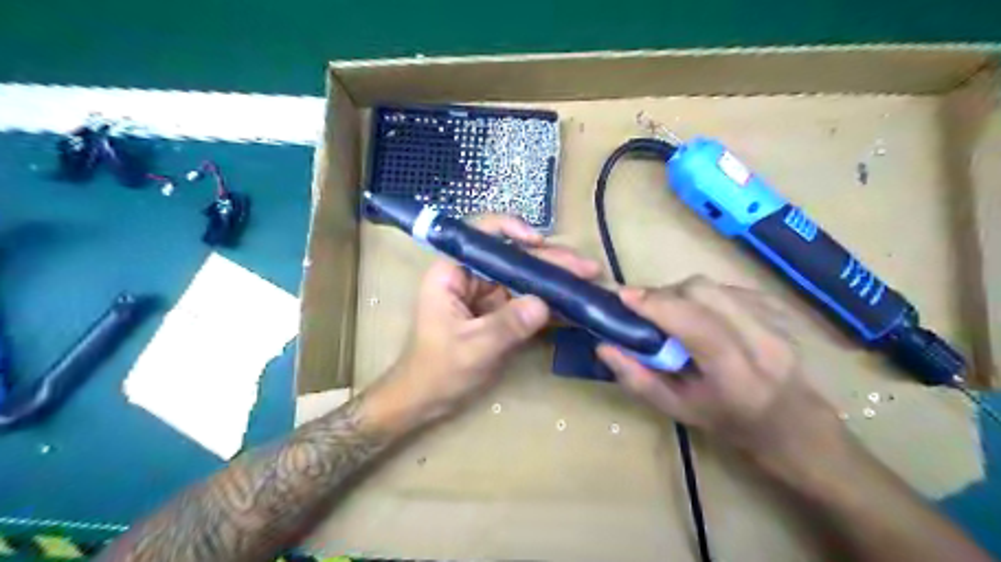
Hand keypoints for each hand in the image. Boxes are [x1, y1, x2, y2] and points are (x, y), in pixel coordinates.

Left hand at [386, 215, 596, 425]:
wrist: (426, 401)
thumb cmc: (436, 371)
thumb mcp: (472, 348)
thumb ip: (506, 325)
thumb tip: (544, 304)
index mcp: (452, 274)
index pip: (479, 236)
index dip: (510, 230)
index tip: (540, 242)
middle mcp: (471, 278)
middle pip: (512, 258)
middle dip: (548, 261)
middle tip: (586, 268)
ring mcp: (487, 297)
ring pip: (524, 279)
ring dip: (555, 280)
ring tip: (590, 280)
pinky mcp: (500, 315)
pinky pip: (527, 303)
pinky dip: (550, 304)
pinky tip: (575, 305)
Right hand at [597, 275, 837, 458]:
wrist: (795, 423)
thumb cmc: (731, 423)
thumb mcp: (679, 410)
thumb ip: (638, 379)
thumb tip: (604, 345)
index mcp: (737, 375)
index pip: (696, 325)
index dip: (657, 304)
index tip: (624, 296)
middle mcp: (762, 341)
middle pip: (703, 292)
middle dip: (665, 293)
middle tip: (645, 308)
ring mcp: (776, 321)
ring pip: (714, 286)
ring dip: (682, 293)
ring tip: (671, 312)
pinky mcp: (778, 309)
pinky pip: (728, 287)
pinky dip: (703, 295)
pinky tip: (700, 314)